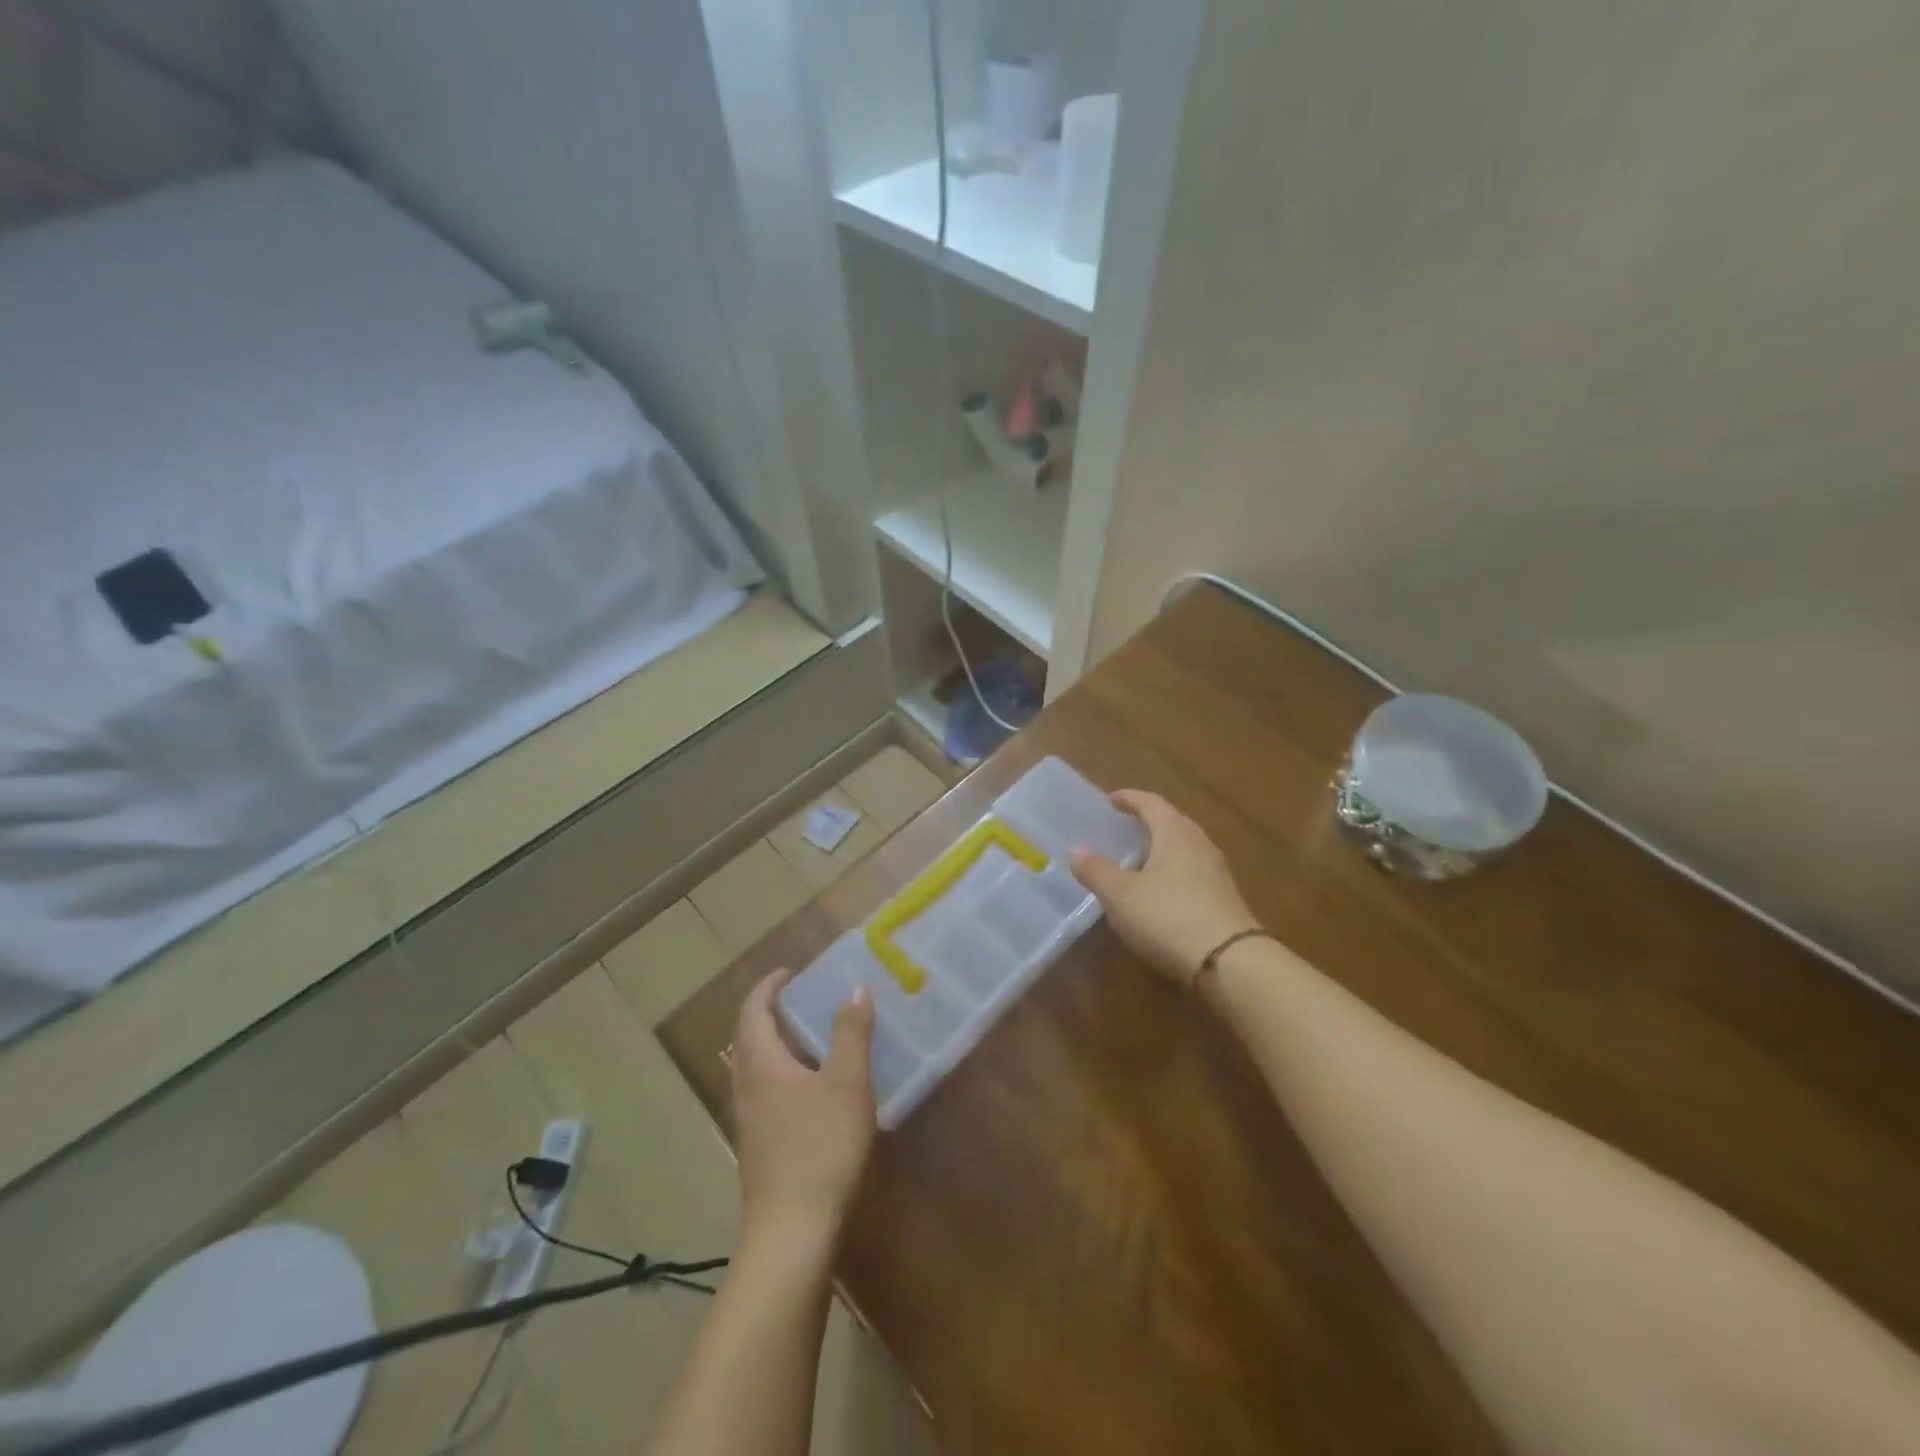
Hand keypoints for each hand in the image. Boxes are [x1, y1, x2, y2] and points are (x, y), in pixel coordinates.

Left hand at [731, 971, 877, 1252]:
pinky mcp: (759, 1148)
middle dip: (770, 1013)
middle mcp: (747, 1088)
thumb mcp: (846, 1083)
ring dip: (777, 1044)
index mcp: (761, 1065)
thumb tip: (854, 989)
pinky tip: (814, 1087)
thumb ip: (851, 1033)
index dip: (768, 987)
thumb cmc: (820, 1147)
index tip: (790, 972)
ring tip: (812, 1036)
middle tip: (803, 999)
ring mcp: (749, 1122)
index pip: (753, 1011)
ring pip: (756, 1068)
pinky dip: (783, 1073)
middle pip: (749, 1038)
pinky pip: (765, 1092)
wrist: (792, 1233)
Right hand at [1070, 790, 1260, 984]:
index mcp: (1174, 832)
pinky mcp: (1224, 900)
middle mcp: (1199, 844)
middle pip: (1172, 822)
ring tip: (1139, 859)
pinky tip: (1160, 892)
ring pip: (1185, 849)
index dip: (1130, 798)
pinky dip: (1173, 873)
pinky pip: (1193, 873)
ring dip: (1162, 848)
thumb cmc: (1168, 917)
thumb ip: (1097, 871)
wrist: (1231, 963)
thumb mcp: (1121, 895)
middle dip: (1148, 821)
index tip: (1112, 799)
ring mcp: (1217, 873)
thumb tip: (1076, 849)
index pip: (1151, 803)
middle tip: (1125, 826)